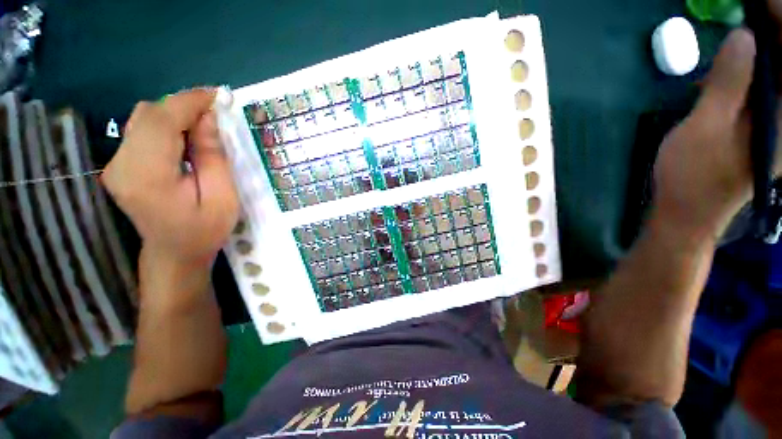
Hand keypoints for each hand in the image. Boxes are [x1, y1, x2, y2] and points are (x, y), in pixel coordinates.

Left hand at [102, 89, 239, 265]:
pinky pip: (142, 131)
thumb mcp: (222, 197)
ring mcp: (116, 164)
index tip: (217, 95)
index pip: (161, 122)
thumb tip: (208, 119)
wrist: (174, 253)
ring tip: (204, 127)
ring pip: (143, 119)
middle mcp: (122, 165)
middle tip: (215, 116)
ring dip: (175, 115)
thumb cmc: (205, 230)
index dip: (189, 102)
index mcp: (148, 177)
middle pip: (148, 115)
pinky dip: (166, 126)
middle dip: (184, 107)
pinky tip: (186, 139)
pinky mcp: (120, 164)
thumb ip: (212, 156)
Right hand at [653, 29, 761, 238]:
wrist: (688, 213)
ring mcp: (776, 124)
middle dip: (770, 34)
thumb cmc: (692, 177)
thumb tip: (744, 35)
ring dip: (758, 53)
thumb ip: (729, 84)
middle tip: (747, 16)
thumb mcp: (705, 129)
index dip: (779, 23)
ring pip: (775, 76)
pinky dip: (749, 72)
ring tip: (730, 47)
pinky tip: (723, 75)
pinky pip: (764, 89)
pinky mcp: (761, 127)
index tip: (760, 4)